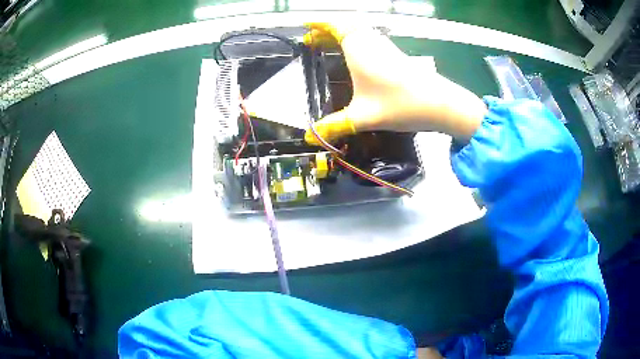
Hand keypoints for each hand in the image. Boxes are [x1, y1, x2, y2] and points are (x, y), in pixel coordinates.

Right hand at [303, 23, 486, 144]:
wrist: (442, 104)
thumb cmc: (401, 104)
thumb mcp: (364, 117)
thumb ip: (335, 126)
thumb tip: (311, 137)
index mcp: (360, 50)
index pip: (336, 26)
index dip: (320, 25)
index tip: (306, 28)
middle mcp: (372, 43)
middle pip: (347, 26)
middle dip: (328, 30)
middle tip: (314, 42)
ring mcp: (387, 48)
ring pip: (361, 32)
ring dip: (344, 34)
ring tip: (330, 47)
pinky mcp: (397, 56)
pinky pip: (371, 40)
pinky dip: (358, 41)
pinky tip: (357, 58)